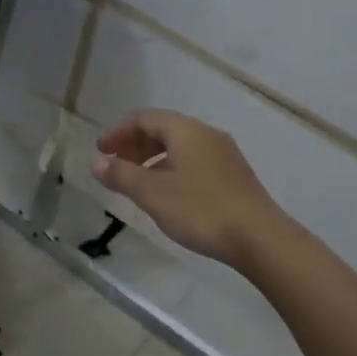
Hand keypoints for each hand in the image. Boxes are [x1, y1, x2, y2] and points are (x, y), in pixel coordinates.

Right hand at [92, 109, 284, 267]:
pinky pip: (194, 162)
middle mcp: (207, 135)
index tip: (101, 151)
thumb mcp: (152, 193)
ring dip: (153, 159)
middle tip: (115, 166)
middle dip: (135, 145)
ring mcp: (224, 155)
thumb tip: (98, 163)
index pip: (145, 118)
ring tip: (137, 183)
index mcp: (187, 131)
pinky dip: (172, 169)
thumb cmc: (200, 209)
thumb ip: (122, 175)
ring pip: (180, 147)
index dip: (119, 131)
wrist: (258, 237)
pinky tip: (167, 194)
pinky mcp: (234, 176)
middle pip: (164, 129)